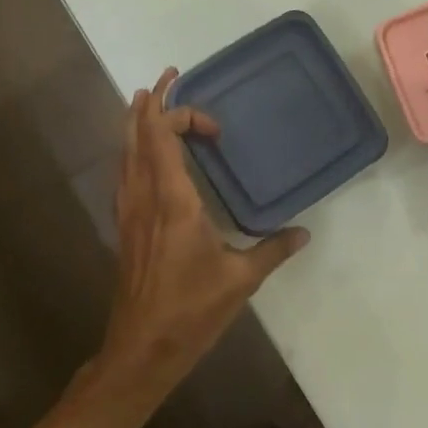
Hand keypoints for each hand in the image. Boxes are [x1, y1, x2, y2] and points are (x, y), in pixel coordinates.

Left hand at [95, 70, 308, 405]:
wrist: (141, 349)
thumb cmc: (191, 311)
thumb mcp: (240, 280)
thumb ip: (273, 250)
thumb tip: (303, 233)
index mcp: (172, 201)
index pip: (162, 137)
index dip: (179, 115)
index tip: (212, 125)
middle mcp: (144, 197)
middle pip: (137, 135)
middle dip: (151, 102)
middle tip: (168, 78)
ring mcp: (129, 211)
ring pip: (124, 151)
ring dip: (136, 122)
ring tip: (147, 100)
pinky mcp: (125, 226)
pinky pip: (124, 172)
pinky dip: (133, 149)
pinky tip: (143, 155)